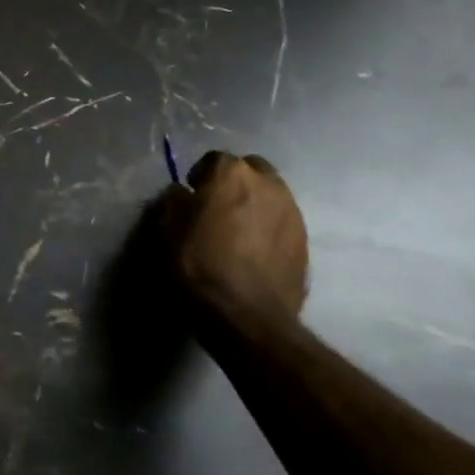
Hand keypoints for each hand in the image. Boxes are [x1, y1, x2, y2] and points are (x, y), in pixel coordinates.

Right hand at [161, 151, 307, 326]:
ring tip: (238, 230)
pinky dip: (269, 227)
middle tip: (218, 207)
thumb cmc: (200, 265)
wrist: (248, 315)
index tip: (192, 196)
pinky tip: (255, 250)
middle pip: (251, 170)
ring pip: (271, 194)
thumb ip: (176, 202)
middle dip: (235, 182)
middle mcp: (268, 184)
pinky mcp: (305, 240)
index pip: (215, 159)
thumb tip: (183, 194)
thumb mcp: (169, 230)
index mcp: (232, 174)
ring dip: (255, 203)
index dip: (201, 176)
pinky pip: (282, 221)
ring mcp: (292, 212)